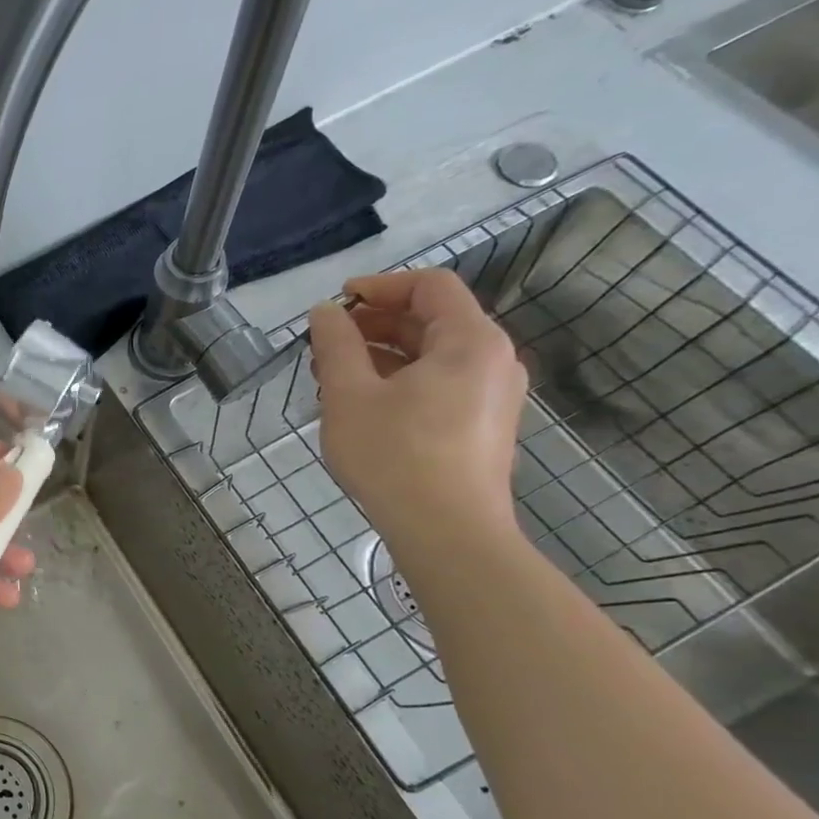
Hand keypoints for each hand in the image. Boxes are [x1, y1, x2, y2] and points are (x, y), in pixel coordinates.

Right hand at [307, 270, 527, 556]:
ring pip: (432, 355)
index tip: (336, 302)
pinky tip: (361, 405)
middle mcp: (492, 360)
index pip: (430, 286)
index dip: (380, 285)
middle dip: (374, 325)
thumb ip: (336, 344)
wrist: (448, 533)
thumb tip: (326, 312)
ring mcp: (492, 396)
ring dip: (381, 355)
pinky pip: (439, 384)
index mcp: (470, 341)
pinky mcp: (482, 426)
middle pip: (432, 320)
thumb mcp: (349, 395)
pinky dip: (400, 381)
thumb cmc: (395, 456)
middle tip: (325, 345)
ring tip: (332, 377)